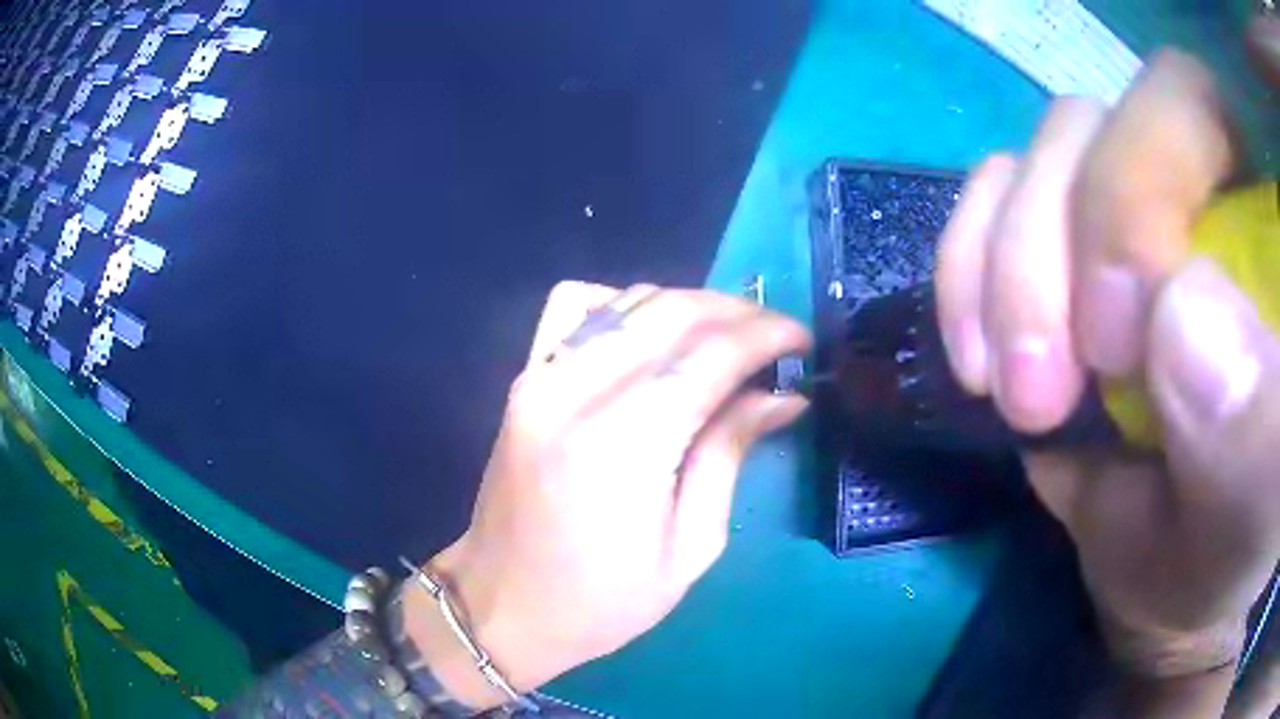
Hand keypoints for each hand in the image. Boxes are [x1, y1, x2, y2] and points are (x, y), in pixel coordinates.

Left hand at [406, 282, 809, 707]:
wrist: (501, 605)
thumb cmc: (601, 603)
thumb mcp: (689, 549)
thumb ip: (729, 455)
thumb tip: (782, 396)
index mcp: (619, 446)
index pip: (707, 355)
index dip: (765, 335)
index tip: (803, 339)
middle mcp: (572, 392)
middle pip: (671, 313)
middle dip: (737, 312)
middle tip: (776, 337)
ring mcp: (538, 378)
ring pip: (629, 300)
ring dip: (691, 306)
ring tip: (729, 338)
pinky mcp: (523, 379)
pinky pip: (576, 306)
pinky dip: (627, 304)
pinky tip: (652, 336)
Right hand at [935, 22, 1279, 684]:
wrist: (1188, 584)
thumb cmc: (1235, 554)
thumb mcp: (1252, 522)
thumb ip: (1255, 433)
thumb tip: (1180, 322)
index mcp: (1260, 231)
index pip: (1197, 107)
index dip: (1146, 179)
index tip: (1118, 340)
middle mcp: (1198, 196)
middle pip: (1103, 122)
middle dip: (1057, 239)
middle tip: (1040, 389)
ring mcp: (1125, 223)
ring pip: (1040, 158)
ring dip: (1001, 262)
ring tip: (1004, 388)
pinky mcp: (1063, 264)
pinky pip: (993, 204)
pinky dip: (967, 267)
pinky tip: (976, 359)